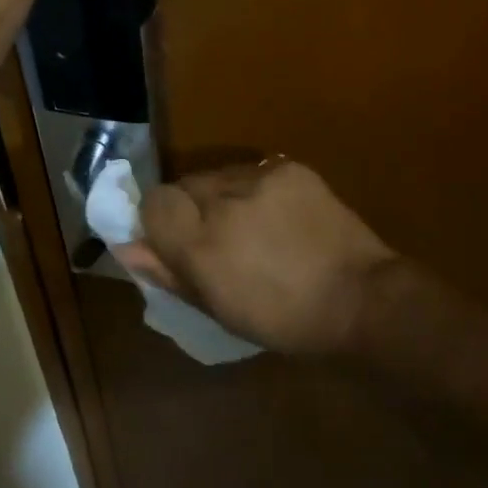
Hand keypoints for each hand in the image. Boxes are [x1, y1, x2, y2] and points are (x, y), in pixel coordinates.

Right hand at [115, 161, 400, 356]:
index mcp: (202, 245)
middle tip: (216, 238)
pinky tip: (276, 215)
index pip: (153, 203)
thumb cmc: (284, 320)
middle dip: (190, 209)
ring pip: (216, 175)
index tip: (174, 240)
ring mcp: (260, 178)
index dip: (158, 221)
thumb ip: (168, 272)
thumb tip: (127, 247)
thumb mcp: (219, 309)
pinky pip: (252, 170)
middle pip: (183, 185)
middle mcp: (224, 202)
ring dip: (221, 197)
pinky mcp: (288, 167)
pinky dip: (254, 190)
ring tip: (251, 226)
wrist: (360, 298)